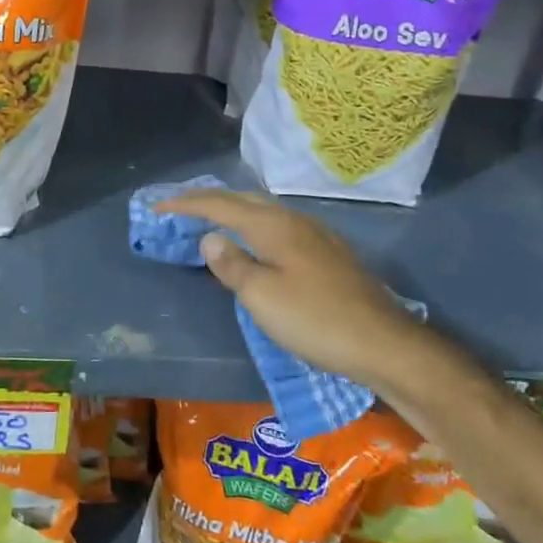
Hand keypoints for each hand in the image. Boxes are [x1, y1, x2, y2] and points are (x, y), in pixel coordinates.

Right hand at [157, 188, 432, 391]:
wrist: (385, 343)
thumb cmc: (315, 320)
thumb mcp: (261, 297)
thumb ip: (231, 264)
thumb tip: (210, 238)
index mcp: (273, 225)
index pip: (219, 205)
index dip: (186, 205)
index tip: (158, 208)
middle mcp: (294, 220)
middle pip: (243, 199)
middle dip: (208, 200)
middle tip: (180, 208)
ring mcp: (316, 234)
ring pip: (264, 211)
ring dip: (233, 210)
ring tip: (212, 219)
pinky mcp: (329, 253)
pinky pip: (279, 226)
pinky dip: (254, 225)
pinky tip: (256, 242)